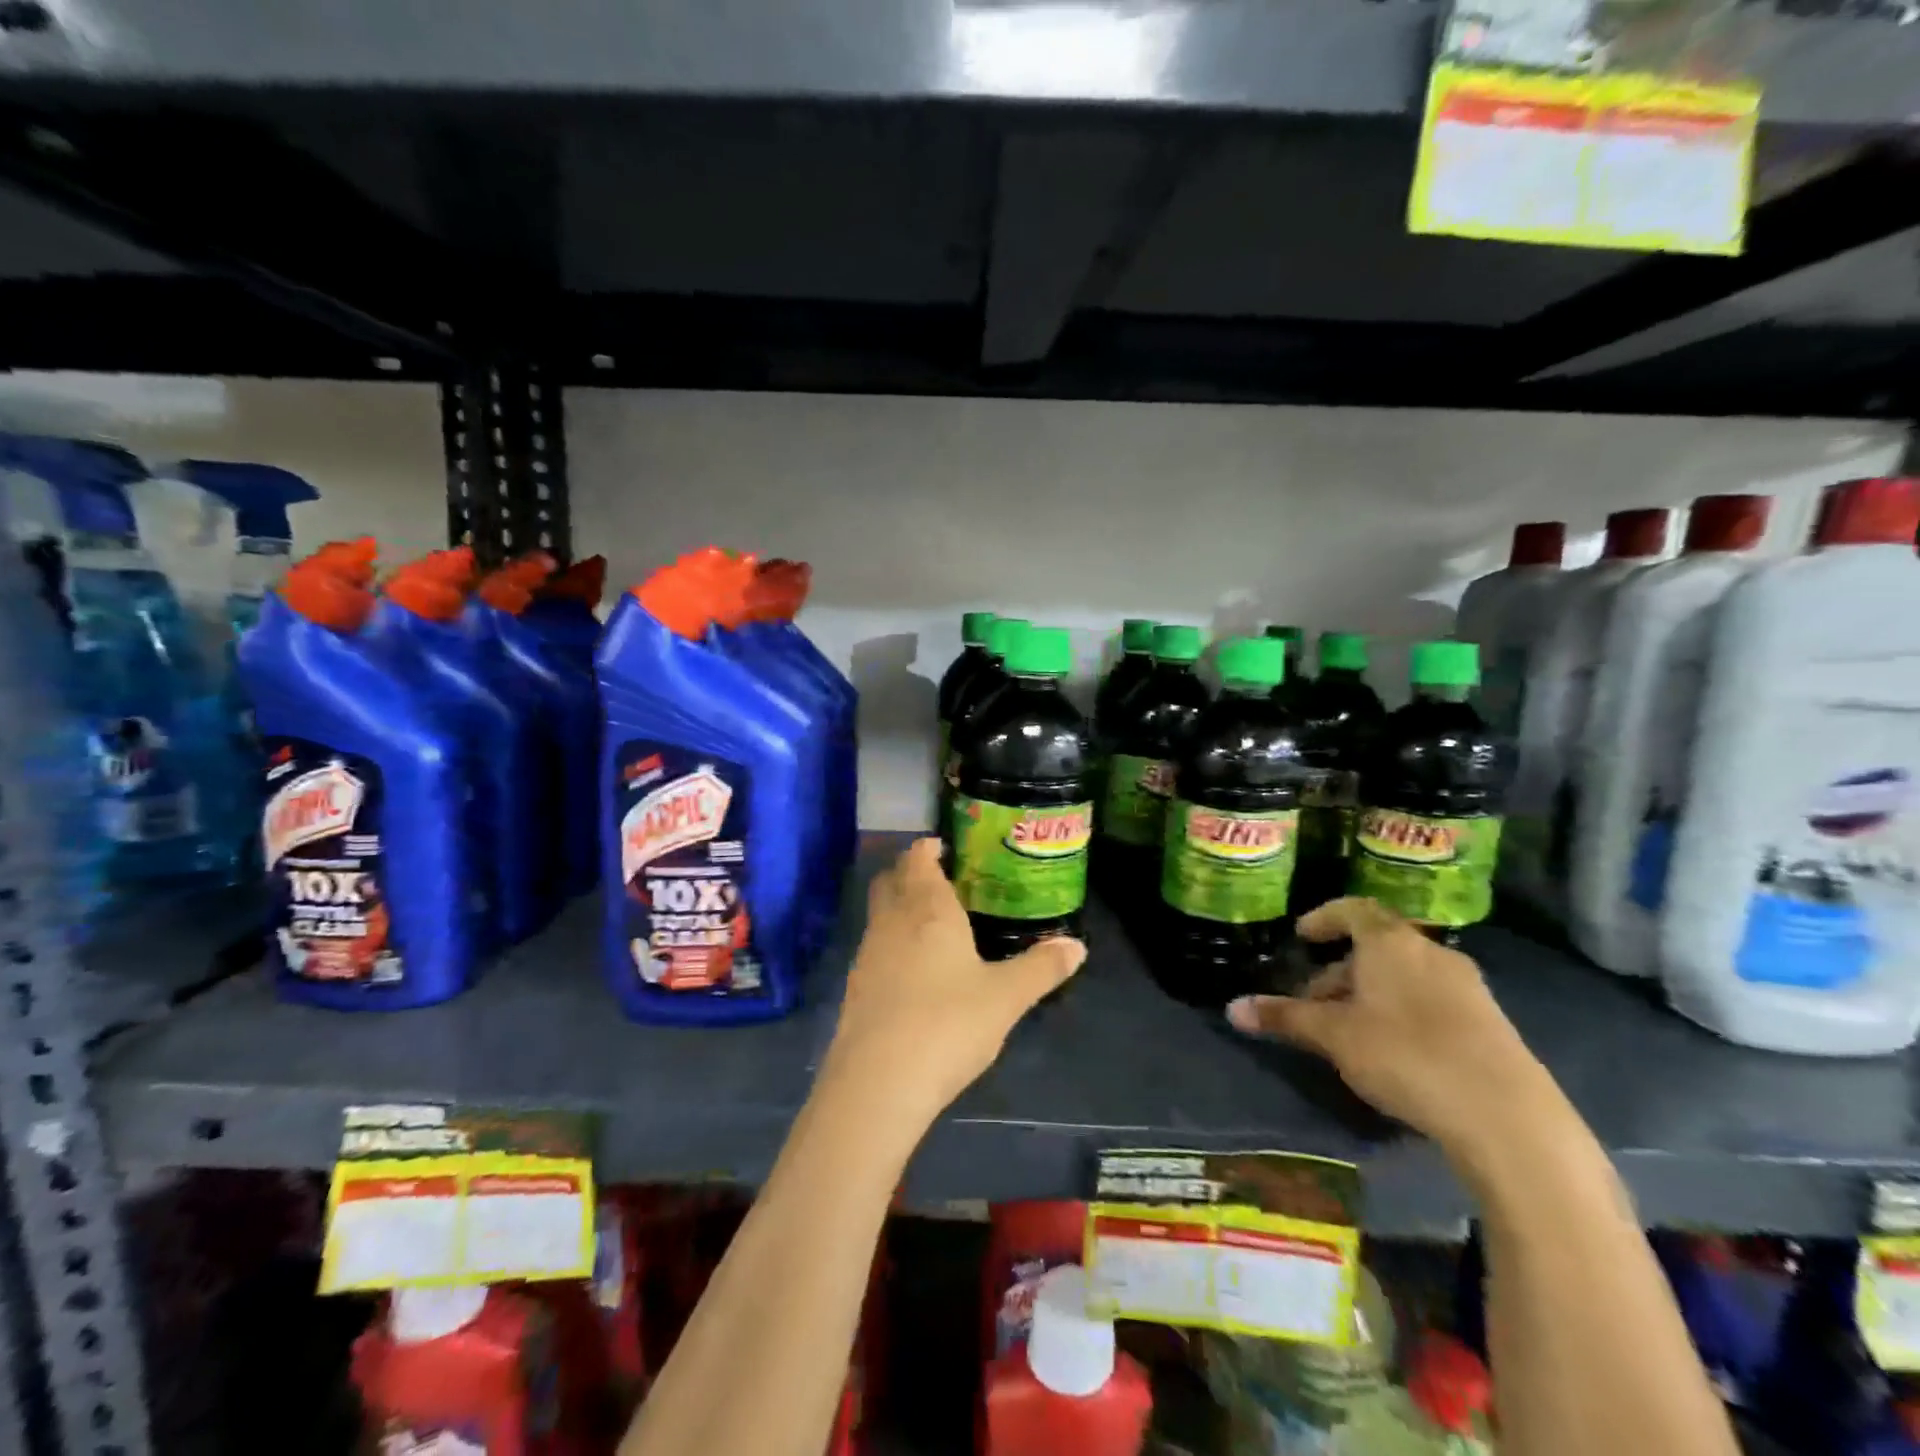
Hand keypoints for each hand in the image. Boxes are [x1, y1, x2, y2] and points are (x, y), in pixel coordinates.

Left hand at [819, 838, 1085, 1130]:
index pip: (918, 860)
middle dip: (909, 872)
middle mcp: (892, 921)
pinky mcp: (855, 987)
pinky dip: (891, 942)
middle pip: (891, 880)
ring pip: (879, 913)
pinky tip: (912, 969)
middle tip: (938, 878)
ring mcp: (868, 953)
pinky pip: (874, 947)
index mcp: (928, 909)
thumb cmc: (948, 1024)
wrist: (878, 1082)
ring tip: (930, 923)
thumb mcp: (1005, 997)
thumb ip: (1041, 968)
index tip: (942, 846)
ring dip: (898, 907)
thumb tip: (1077, 946)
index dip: (927, 849)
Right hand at [1226, 897, 1559, 1158]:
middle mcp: (1431, 952)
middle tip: (1315, 1002)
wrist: (1508, 1117)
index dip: (1323, 918)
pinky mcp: (1490, 1021)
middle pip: (1376, 946)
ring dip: (1371, 992)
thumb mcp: (1334, 1036)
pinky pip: (1431, 998)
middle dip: (1341, 969)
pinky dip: (1403, 1009)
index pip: (1352, 909)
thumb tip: (1232, 1008)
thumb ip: (1284, 1017)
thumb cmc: (1406, 1055)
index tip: (1302, 937)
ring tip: (1350, 1030)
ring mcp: (1467, 986)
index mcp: (1391, 942)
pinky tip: (1394, 1050)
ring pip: (1404, 975)